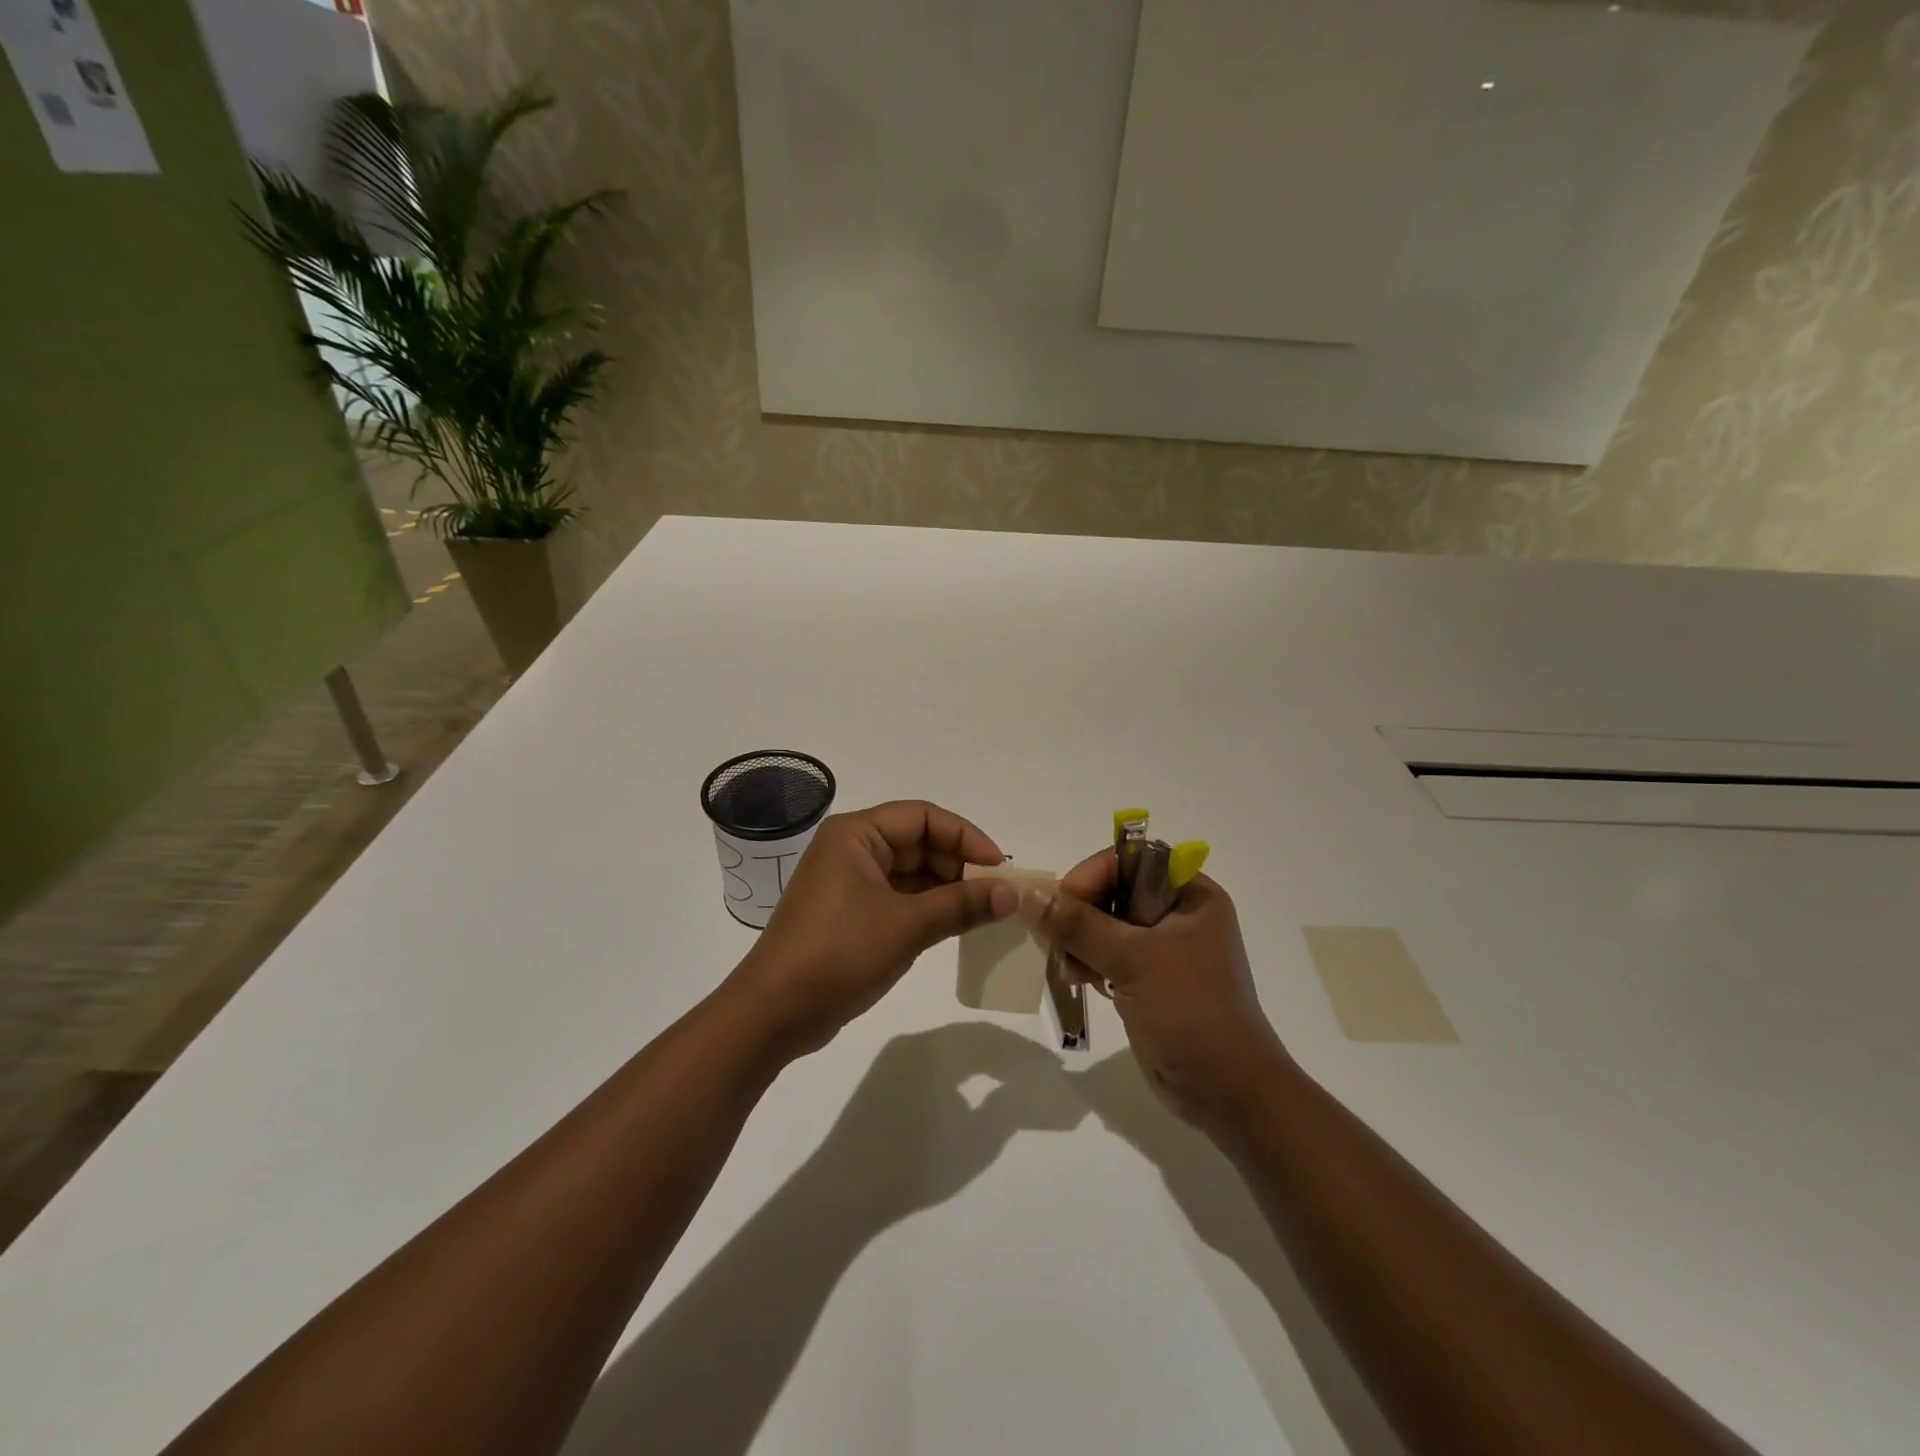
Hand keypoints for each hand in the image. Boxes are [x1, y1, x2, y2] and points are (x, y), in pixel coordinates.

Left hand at [729, 801, 1019, 1057]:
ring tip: (986, 911)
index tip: (1000, 867)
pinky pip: (898, 898)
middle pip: (918, 842)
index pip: (923, 817)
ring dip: (946, 889)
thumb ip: (962, 905)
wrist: (775, 1012)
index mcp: (856, 834)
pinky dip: (928, 908)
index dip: (965, 836)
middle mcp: (851, 849)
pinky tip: (956, 925)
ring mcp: (849, 882)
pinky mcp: (850, 913)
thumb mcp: (907, 926)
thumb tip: (1013, 894)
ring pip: (910, 872)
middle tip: (998, 894)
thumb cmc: (839, 953)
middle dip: (958, 865)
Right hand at [1022, 852, 1288, 1132]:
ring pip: (1104, 924)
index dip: (1093, 875)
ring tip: (1069, 967)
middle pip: (1112, 890)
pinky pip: (1105, 954)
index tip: (1063, 903)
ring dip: (1078, 941)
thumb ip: (1079, 925)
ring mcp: (1161, 949)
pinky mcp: (1146, 979)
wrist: (1226, 1093)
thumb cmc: (1190, 1012)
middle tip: (1057, 939)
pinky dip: (1086, 961)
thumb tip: (1030, 894)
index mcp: (1190, 895)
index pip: (1130, 860)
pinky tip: (1077, 979)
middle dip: (1080, 913)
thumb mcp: (1134, 960)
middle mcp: (1177, 914)